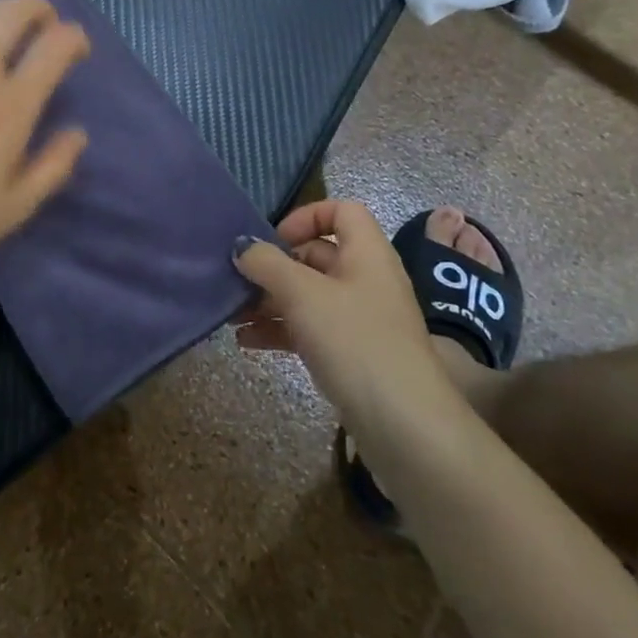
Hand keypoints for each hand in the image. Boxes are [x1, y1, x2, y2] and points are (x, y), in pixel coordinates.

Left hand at [0, 0, 90, 285]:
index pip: (54, 46)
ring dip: (1, 6)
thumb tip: (78, 132)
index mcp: (11, 106)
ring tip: (8, 22)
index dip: (74, 37)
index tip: (77, 48)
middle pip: (14, 10)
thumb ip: (53, 166)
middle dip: (39, 7)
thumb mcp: (14, 208)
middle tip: (46, 22)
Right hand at [233, 200, 455, 428]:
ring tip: (232, 314)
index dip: (306, 216)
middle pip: (317, 255)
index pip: (341, 211)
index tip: (272, 240)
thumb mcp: (303, 294)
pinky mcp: (353, 355)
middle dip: (275, 266)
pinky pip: (311, 329)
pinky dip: (280, 330)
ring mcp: (361, 320)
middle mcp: (367, 279)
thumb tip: (242, 246)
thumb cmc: (355, 341)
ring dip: (270, 301)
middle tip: (238, 280)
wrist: (405, 426)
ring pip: (309, 295)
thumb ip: (267, 264)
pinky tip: (246, 342)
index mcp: (367, 254)